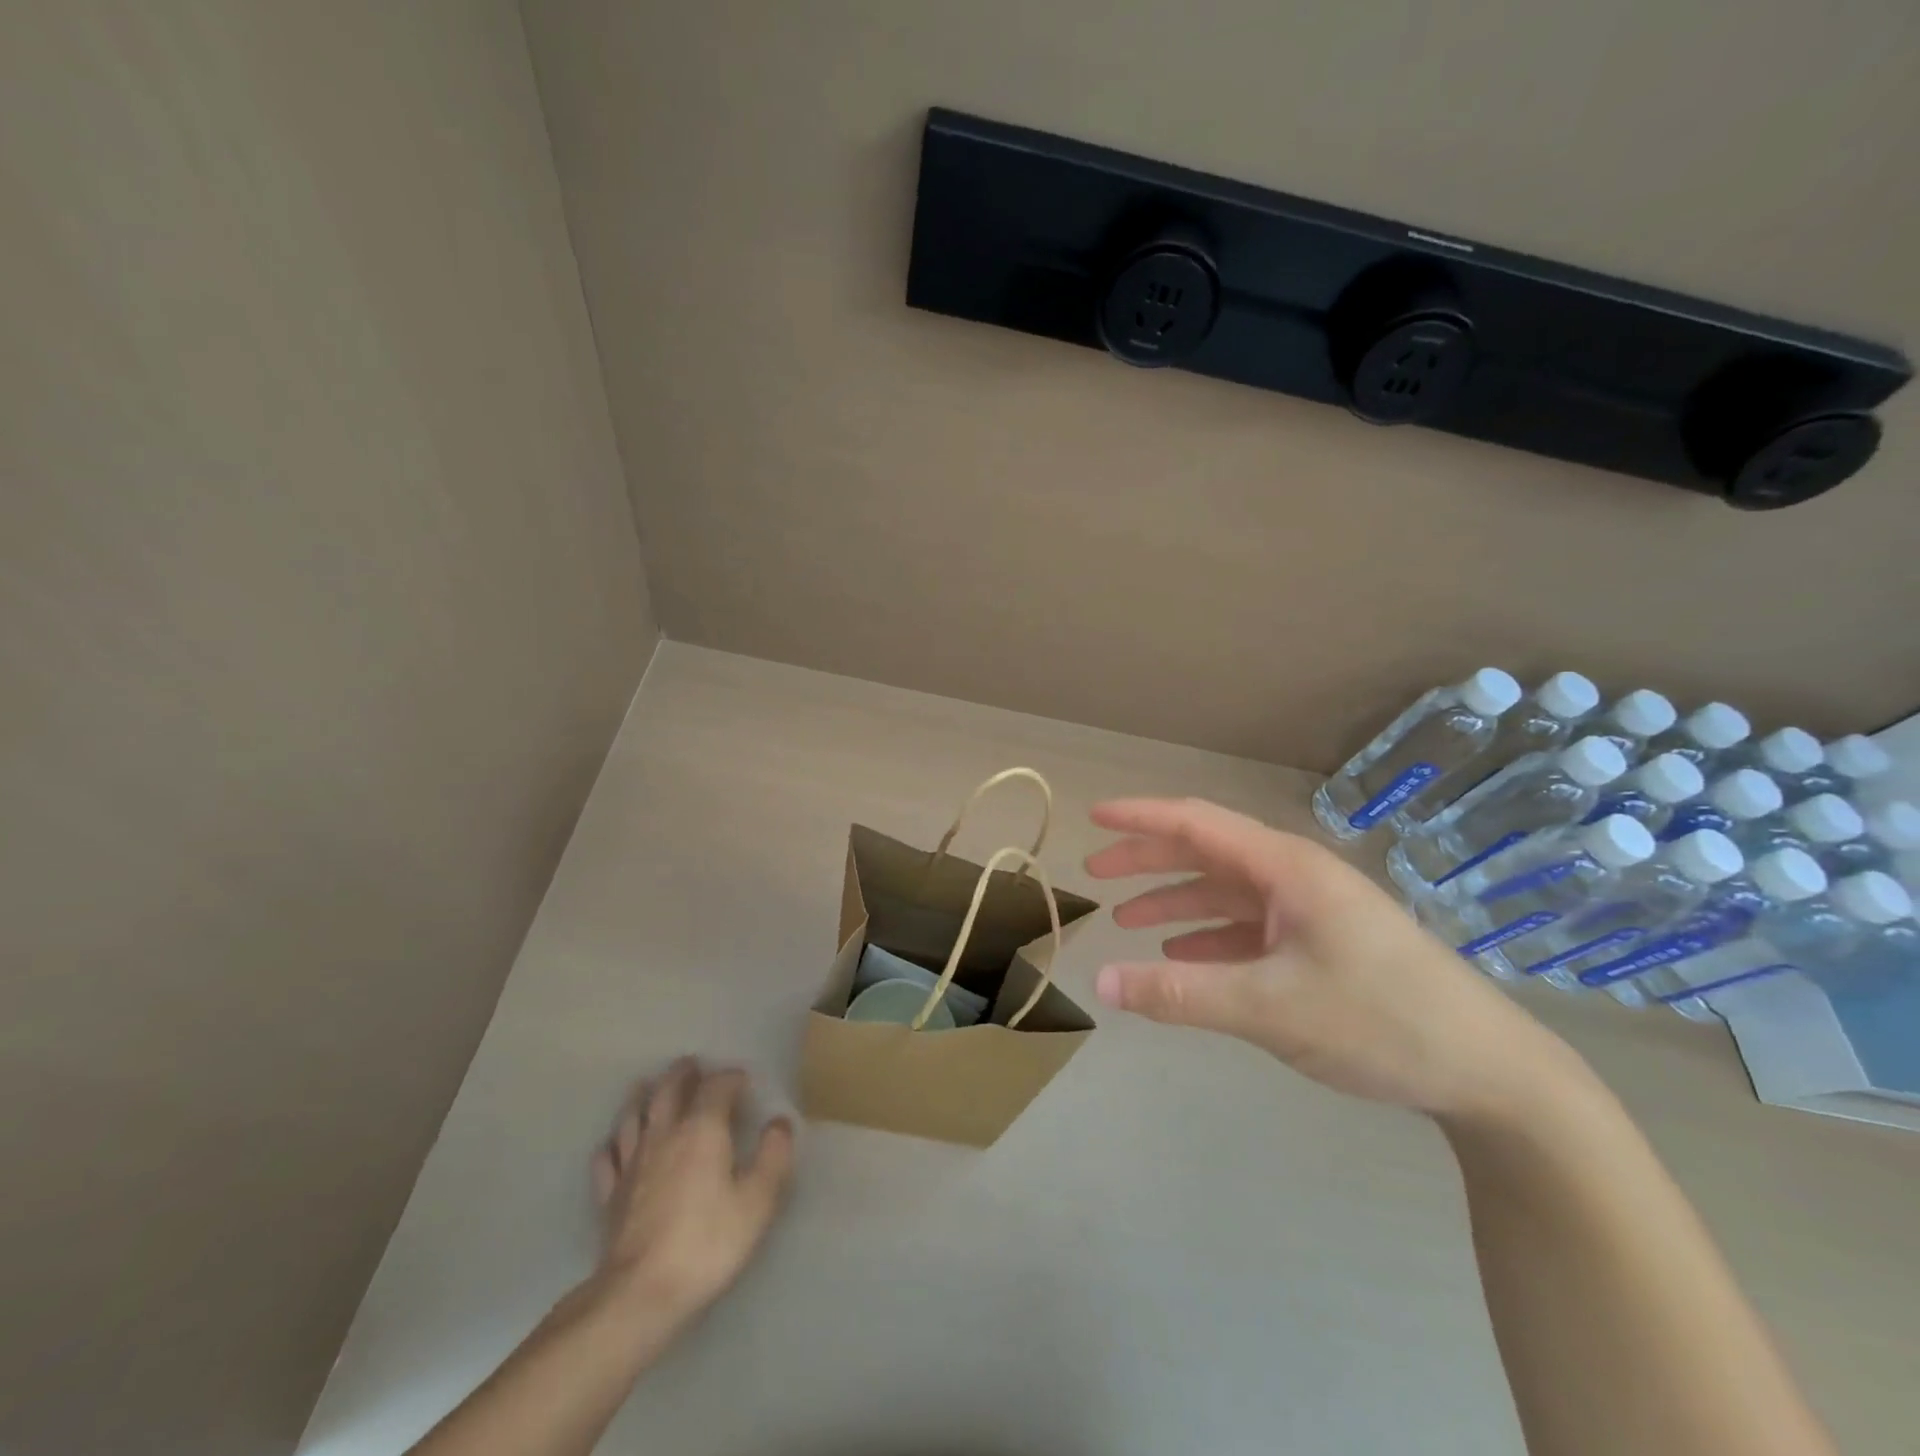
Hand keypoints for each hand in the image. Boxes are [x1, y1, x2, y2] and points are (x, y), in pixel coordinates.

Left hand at [589, 1058, 795, 1327]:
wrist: (639, 1295)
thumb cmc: (707, 1243)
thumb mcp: (757, 1201)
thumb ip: (773, 1156)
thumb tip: (779, 1123)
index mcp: (703, 1129)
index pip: (717, 1087)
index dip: (731, 1078)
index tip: (744, 1080)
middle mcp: (665, 1135)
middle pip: (669, 1090)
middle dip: (682, 1074)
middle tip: (692, 1065)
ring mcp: (632, 1163)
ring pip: (633, 1116)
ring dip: (642, 1096)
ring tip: (647, 1086)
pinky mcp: (610, 1195)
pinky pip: (607, 1158)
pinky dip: (612, 1144)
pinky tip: (614, 1144)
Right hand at [1084, 797, 1575, 1117]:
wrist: (1491, 1072)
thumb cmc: (1380, 1020)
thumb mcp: (1269, 1007)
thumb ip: (1180, 993)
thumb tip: (1099, 983)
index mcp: (1285, 868)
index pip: (1196, 823)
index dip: (1140, 817)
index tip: (1093, 817)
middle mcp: (1295, 877)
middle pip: (1206, 853)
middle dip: (1147, 860)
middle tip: (1095, 874)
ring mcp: (1311, 911)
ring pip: (1225, 892)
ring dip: (1174, 901)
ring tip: (1126, 920)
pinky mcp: (1321, 944)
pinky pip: (1248, 928)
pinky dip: (1208, 936)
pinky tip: (1182, 956)